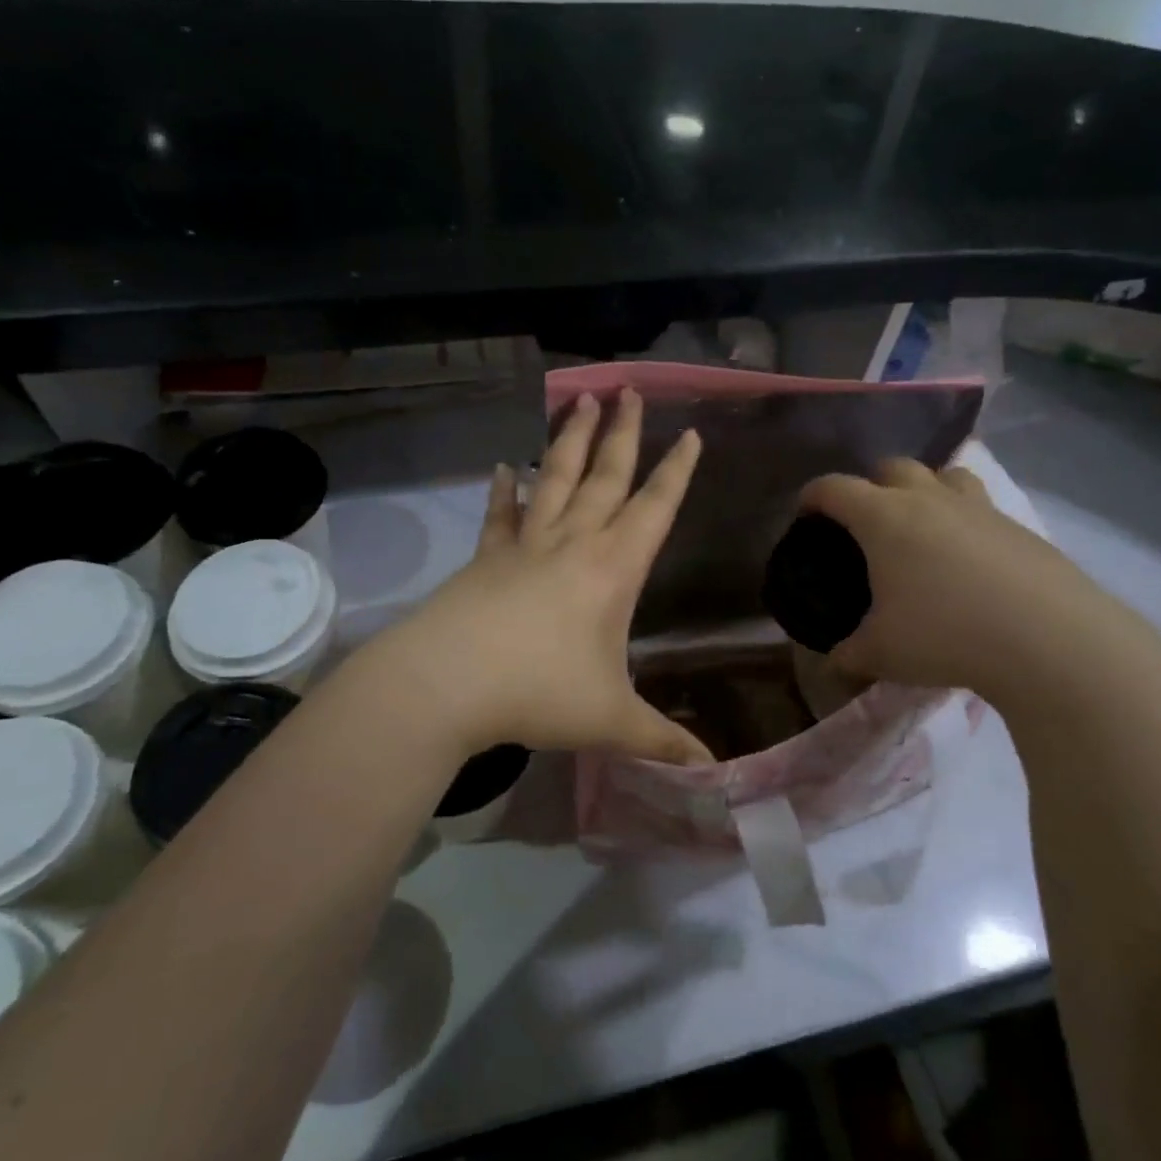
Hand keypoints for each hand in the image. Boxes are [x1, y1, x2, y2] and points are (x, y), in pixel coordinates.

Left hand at [382, 388, 710, 763]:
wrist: (447, 683)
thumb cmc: (539, 693)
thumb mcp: (611, 721)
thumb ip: (663, 742)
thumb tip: (712, 771)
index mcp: (612, 570)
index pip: (655, 508)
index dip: (676, 471)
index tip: (689, 432)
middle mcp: (572, 544)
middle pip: (604, 477)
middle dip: (622, 434)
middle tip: (628, 389)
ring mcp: (525, 546)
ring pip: (554, 480)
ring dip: (569, 441)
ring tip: (579, 402)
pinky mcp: (486, 558)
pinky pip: (500, 516)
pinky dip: (504, 491)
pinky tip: (503, 467)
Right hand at [799, 458, 1152, 706]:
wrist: (1050, 640)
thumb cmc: (945, 635)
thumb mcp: (882, 653)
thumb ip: (849, 655)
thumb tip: (833, 665)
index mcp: (884, 517)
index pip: (834, 488)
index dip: (812, 496)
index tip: (804, 514)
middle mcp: (929, 499)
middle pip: (892, 466)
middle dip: (870, 484)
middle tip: (865, 521)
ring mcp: (979, 508)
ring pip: (945, 475)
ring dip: (925, 489)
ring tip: (922, 525)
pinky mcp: (1020, 528)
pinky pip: (981, 507)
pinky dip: (964, 520)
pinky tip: (969, 561)